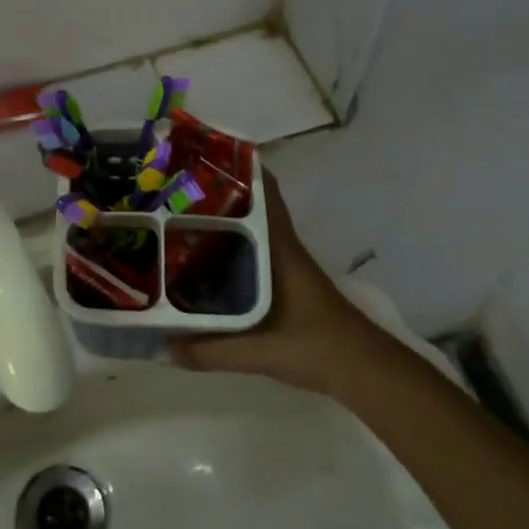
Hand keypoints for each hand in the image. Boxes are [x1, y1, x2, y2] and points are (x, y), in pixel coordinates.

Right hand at [171, 172, 382, 394]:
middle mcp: (282, 249)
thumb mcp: (260, 352)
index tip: (206, 155)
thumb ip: (211, 350)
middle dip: (217, 195)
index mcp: (280, 249)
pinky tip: (205, 263)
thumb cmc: (316, 347)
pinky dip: (231, 250)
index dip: (241, 168)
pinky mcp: (287, 286)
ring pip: (250, 231)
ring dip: (223, 222)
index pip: (265, 193)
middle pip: (250, 208)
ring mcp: (286, 267)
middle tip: (176, 190)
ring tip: (180, 219)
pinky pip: (253, 255)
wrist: (363, 372)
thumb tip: (164, 348)